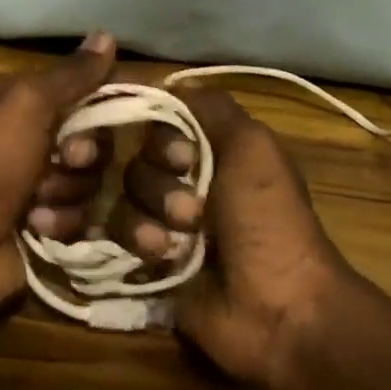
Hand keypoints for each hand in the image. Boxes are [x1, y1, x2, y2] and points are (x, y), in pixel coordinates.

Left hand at [0, 32, 117, 319]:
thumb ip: (71, 74)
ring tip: (36, 205)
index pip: (82, 92)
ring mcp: (37, 186)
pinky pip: (81, 217)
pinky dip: (61, 222)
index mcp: (17, 102)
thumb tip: (108, 35)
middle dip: (82, 157)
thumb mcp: (25, 104)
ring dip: (67, 194)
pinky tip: (35, 228)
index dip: (103, 105)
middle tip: (62, 163)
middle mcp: (28, 139)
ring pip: (89, 183)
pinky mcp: (45, 226)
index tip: (114, 115)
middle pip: (93, 141)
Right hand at [108, 88, 347, 388]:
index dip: (157, 134)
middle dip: (158, 183)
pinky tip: (160, 257)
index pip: (157, 121)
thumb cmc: (268, 220)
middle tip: (192, 210)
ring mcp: (163, 220)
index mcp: (212, 149)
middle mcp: (184, 179)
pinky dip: (136, 240)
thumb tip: (166, 82)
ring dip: (148, 216)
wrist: (276, 306)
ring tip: (176, 243)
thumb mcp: (253, 147)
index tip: (179, 155)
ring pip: (122, 197)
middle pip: (135, 159)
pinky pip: (114, 234)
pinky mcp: (146, 260)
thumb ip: (211, 107)